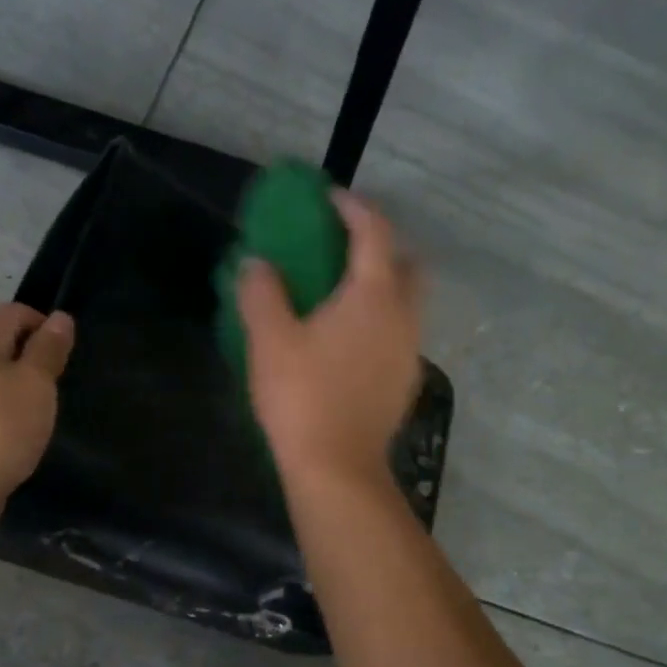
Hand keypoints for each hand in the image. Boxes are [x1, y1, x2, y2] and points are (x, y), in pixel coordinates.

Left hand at [0, 303, 74, 514]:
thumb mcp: (36, 385)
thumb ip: (49, 349)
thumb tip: (61, 318)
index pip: (17, 313)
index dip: (47, 331)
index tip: (65, 365)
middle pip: (0, 340)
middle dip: (30, 360)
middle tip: (51, 392)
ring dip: (14, 387)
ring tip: (33, 415)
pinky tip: (10, 432)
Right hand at [237, 191, 422, 490]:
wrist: (337, 468)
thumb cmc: (302, 397)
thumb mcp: (269, 340)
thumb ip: (261, 293)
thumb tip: (256, 264)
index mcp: (374, 295)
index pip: (375, 232)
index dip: (353, 207)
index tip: (329, 199)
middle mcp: (403, 316)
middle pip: (407, 263)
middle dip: (381, 246)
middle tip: (344, 249)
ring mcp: (410, 351)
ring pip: (407, 301)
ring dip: (382, 286)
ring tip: (341, 295)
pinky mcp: (405, 382)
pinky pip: (399, 333)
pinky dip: (380, 320)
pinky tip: (348, 341)